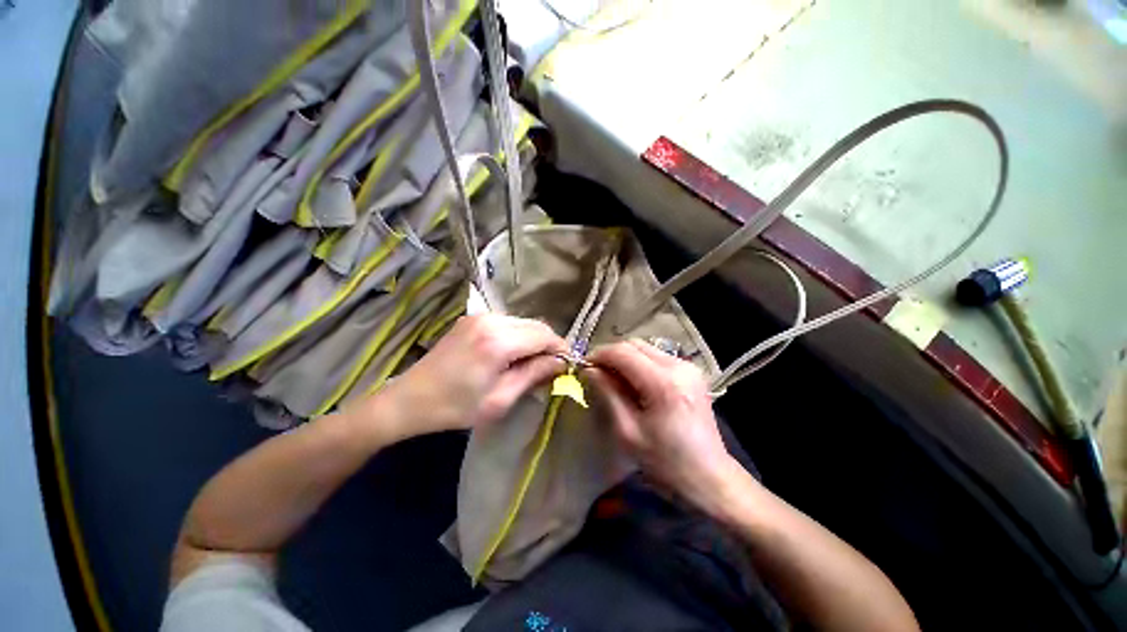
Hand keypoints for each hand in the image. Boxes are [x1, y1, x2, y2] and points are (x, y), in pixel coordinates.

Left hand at [360, 313, 566, 443]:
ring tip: (533, 362)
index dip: (561, 348)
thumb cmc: (454, 407)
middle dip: (549, 344)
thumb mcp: (499, 399)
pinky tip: (513, 354)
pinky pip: (507, 323)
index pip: (544, 335)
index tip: (568, 364)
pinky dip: (518, 336)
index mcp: (498, 341)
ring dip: (534, 340)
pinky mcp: (472, 319)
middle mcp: (491, 320)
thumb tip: (561, 363)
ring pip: (523, 322)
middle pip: (536, 325)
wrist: (408, 399)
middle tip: (553, 366)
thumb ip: (533, 375)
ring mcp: (480, 316)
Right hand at [588, 340, 746, 508]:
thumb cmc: (665, 462)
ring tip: (614, 380)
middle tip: (597, 374)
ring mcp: (688, 367)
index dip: (599, 355)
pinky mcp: (692, 372)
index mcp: (663, 383)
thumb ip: (607, 393)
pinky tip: (634, 383)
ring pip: (645, 348)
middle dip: (611, 355)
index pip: (623, 352)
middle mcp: (678, 366)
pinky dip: (640, 364)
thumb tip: (589, 370)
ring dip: (625, 359)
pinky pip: (657, 357)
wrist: (710, 478)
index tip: (584, 367)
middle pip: (635, 345)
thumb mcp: (627, 431)